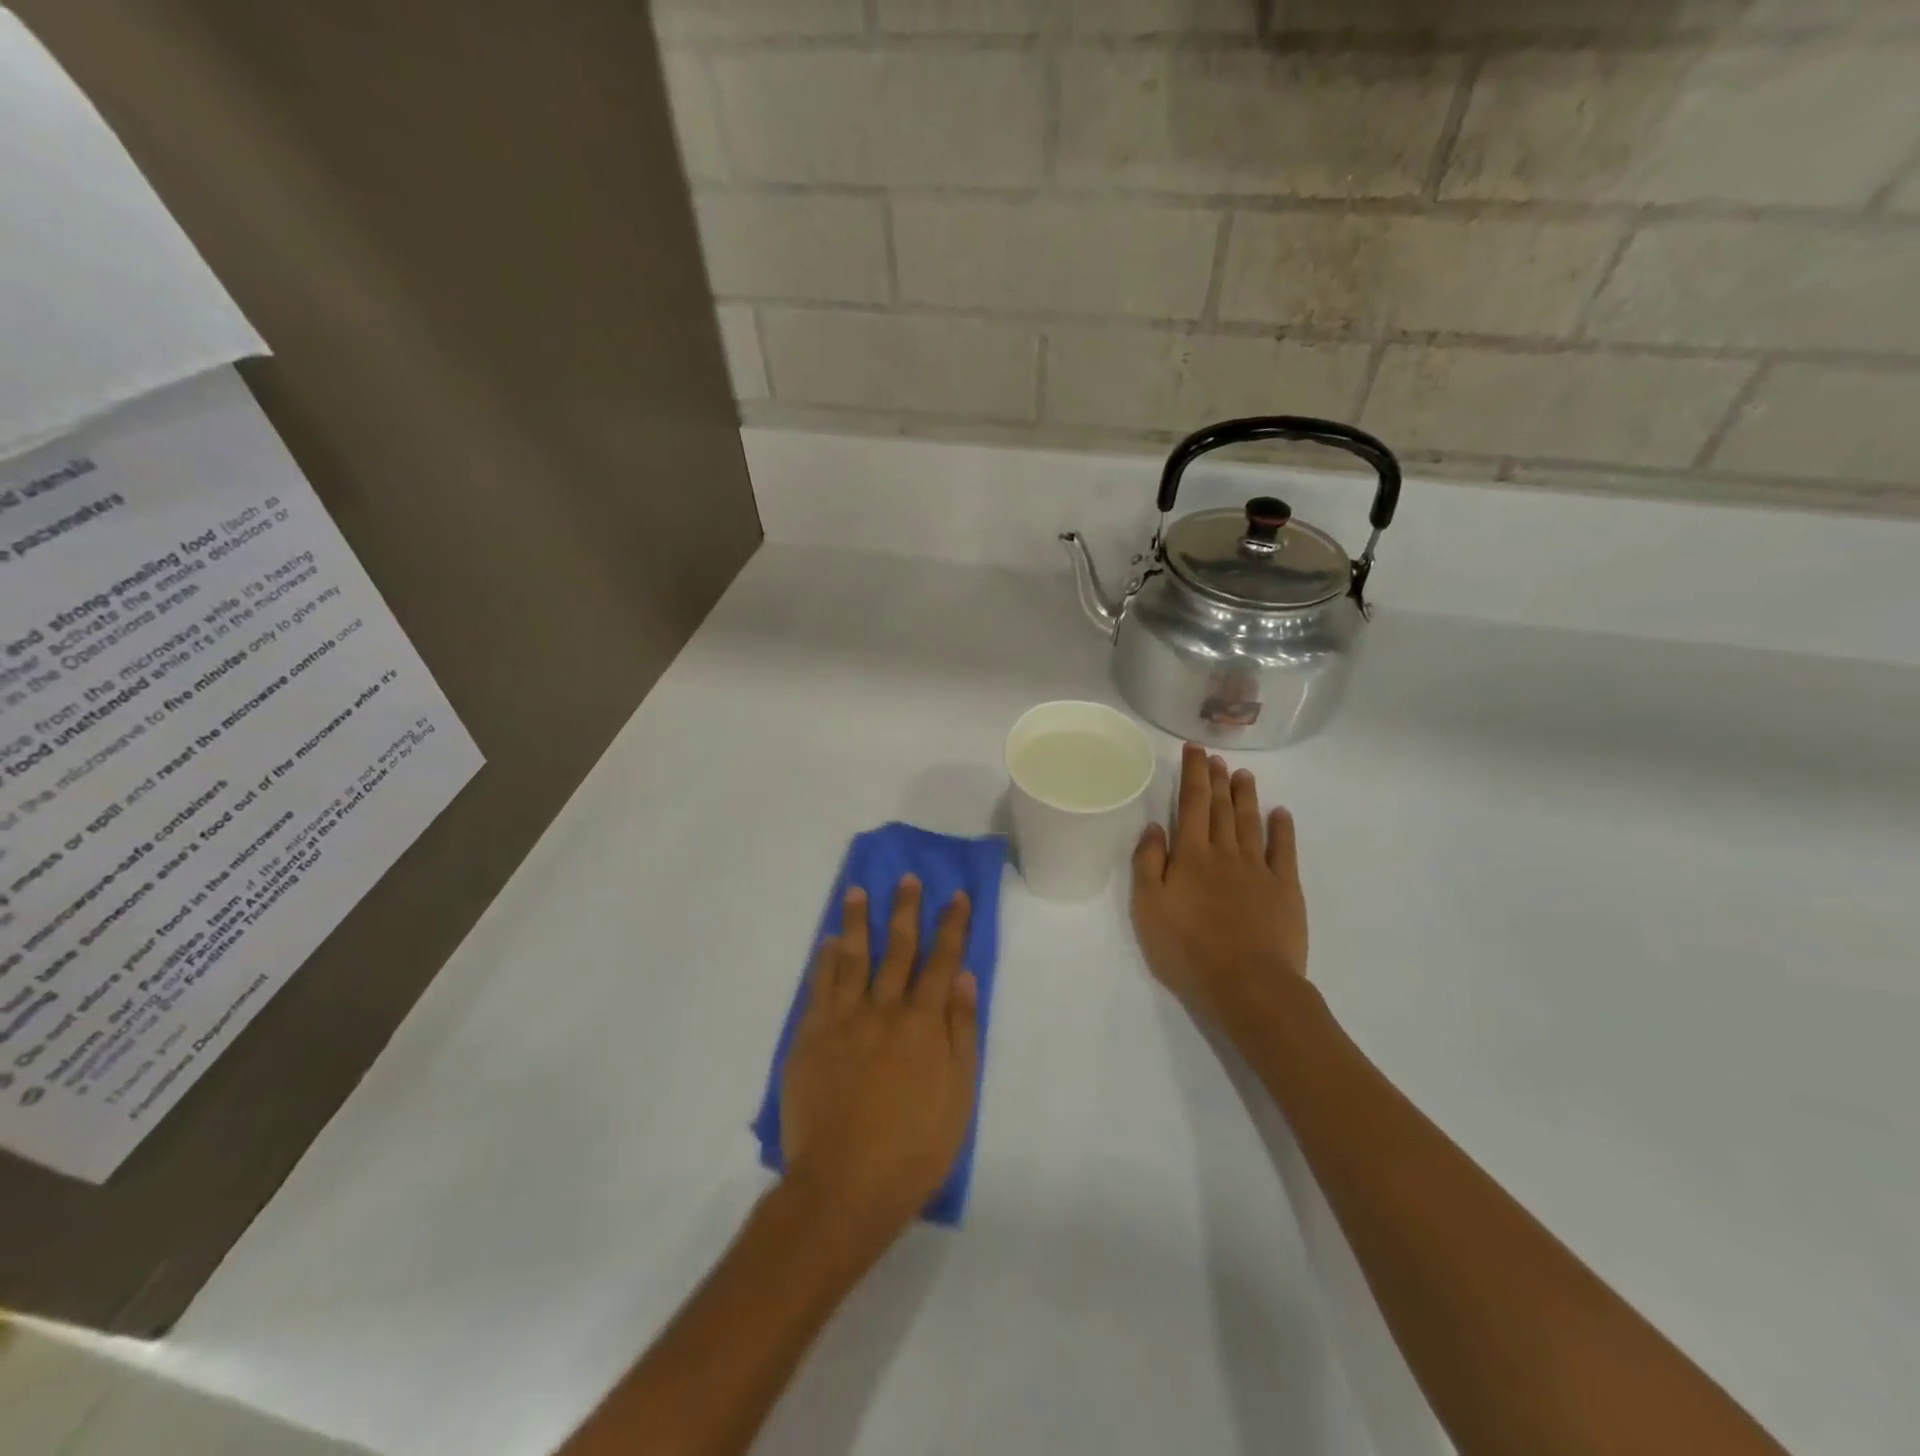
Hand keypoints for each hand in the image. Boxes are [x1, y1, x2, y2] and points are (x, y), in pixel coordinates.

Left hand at [781, 876, 979, 1246]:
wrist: (844, 1185)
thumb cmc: (914, 1147)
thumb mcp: (959, 1094)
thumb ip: (962, 1030)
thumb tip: (963, 976)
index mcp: (923, 1023)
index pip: (941, 961)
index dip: (951, 926)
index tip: (956, 895)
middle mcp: (884, 1009)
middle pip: (898, 949)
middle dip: (906, 911)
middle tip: (907, 879)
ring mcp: (843, 1020)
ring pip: (852, 958)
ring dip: (858, 922)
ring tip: (859, 891)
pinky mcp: (810, 1037)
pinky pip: (819, 987)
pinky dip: (824, 960)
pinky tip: (828, 941)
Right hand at [1131, 744, 1308, 1029]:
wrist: (1248, 985)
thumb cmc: (1188, 950)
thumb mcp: (1148, 908)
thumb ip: (1148, 863)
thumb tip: (1155, 826)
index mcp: (1191, 855)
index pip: (1191, 803)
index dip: (1192, 774)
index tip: (1194, 749)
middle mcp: (1225, 853)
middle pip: (1222, 808)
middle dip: (1217, 779)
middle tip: (1215, 757)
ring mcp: (1259, 869)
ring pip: (1251, 822)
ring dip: (1246, 796)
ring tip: (1243, 775)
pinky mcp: (1285, 889)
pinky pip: (1284, 850)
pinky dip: (1282, 829)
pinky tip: (1281, 814)